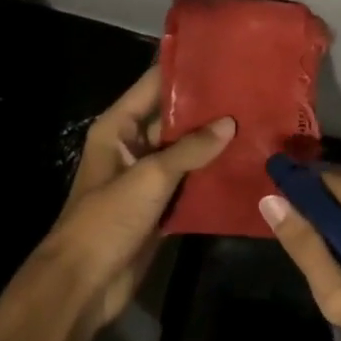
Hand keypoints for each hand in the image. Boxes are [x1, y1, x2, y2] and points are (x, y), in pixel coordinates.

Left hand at [38, 66, 234, 328]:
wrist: (84, 284)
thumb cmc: (107, 219)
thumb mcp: (149, 178)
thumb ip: (190, 149)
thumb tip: (230, 123)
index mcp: (118, 127)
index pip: (154, 85)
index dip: (185, 70)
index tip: (223, 57)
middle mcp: (132, 144)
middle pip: (172, 117)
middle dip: (208, 107)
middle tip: (250, 91)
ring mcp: (147, 176)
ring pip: (185, 150)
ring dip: (213, 142)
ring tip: (255, 122)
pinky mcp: (160, 204)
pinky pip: (189, 181)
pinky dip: (211, 174)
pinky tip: (244, 164)